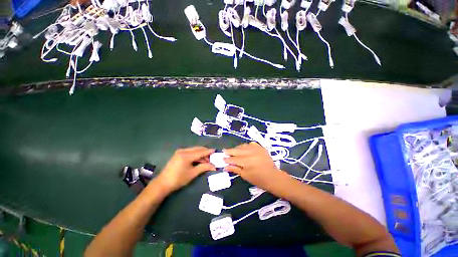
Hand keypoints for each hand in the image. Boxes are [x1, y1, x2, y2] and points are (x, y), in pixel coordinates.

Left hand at [155, 147, 215, 192]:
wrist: (163, 183)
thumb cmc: (178, 179)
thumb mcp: (193, 173)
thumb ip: (204, 167)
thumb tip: (214, 166)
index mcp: (186, 155)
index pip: (201, 151)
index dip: (208, 151)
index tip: (215, 150)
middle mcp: (183, 151)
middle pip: (198, 149)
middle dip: (205, 152)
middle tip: (211, 158)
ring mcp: (180, 151)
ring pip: (194, 150)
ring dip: (201, 154)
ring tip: (206, 161)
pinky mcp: (178, 154)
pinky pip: (190, 151)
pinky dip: (196, 155)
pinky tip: (199, 160)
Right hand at [224, 142, 282, 190]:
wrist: (273, 177)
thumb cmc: (258, 179)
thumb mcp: (245, 175)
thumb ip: (235, 169)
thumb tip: (225, 167)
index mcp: (246, 162)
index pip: (233, 159)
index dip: (227, 159)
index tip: (223, 158)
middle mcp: (250, 153)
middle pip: (237, 150)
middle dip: (230, 151)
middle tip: (225, 151)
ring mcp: (256, 149)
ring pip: (243, 146)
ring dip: (237, 148)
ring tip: (234, 151)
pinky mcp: (261, 147)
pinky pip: (251, 144)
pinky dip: (246, 146)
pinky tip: (245, 149)